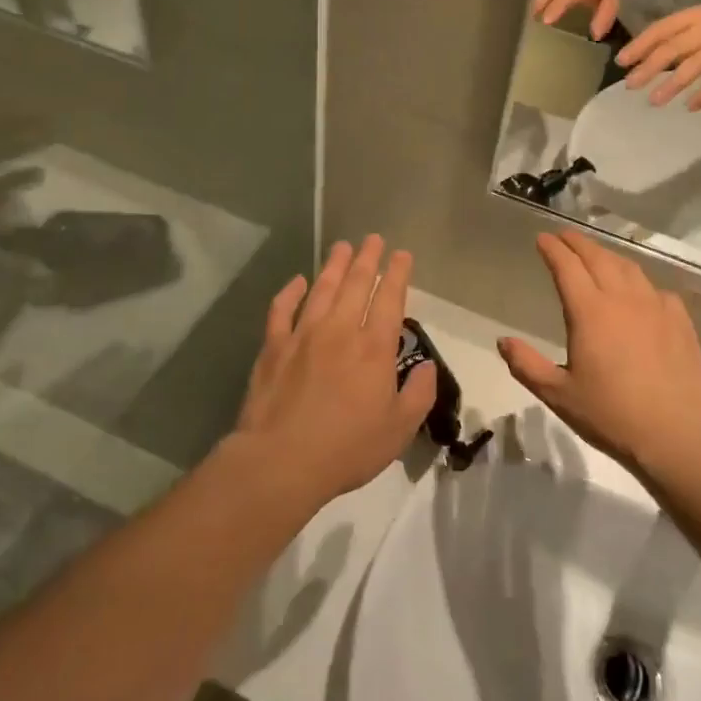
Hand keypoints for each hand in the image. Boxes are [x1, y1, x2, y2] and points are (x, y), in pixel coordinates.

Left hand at [233, 235, 434, 507]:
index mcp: (374, 348)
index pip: (389, 299)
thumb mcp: (399, 429)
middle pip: (356, 285)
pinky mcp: (273, 347)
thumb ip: (418, 394)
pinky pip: (282, 310)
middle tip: (373, 239)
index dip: (397, 274)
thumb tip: (426, 368)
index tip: (401, 254)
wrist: (280, 461)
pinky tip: (297, 280)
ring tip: (343, 247)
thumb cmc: (346, 448)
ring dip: (334, 266)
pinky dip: (290, 291)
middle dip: (368, 259)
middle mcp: (340, 331)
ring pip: (321, 289)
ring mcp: (303, 335)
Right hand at [497, 230, 700, 472]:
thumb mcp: (558, 395)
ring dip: (608, 256)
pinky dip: (640, 283)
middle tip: (564, 237)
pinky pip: (656, 289)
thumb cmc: (611, 415)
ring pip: (628, 268)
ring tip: (597, 256)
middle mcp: (622, 298)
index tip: (542, 238)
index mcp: (589, 312)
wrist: (676, 433)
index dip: (553, 249)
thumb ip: (527, 365)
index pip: (567, 266)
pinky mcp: (680, 320)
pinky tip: (639, 292)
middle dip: (578, 243)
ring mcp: (655, 306)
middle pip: (597, 257)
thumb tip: (503, 342)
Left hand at [616, 0, 700, 109]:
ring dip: (672, 84)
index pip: (660, 30)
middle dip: (649, 68)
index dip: (640, 45)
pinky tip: (691, 107)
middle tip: (630, 85)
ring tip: (654, 100)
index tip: (621, 61)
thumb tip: (642, 56)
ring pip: (693, 67)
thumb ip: (673, 35)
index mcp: (691, 19)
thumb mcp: (697, 18)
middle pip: (672, 50)